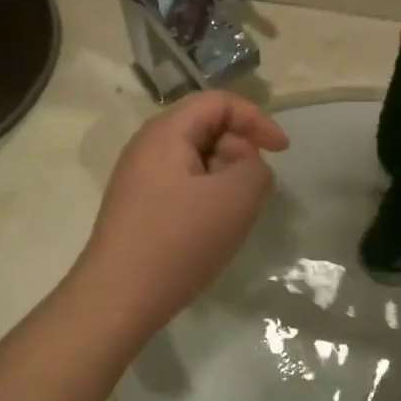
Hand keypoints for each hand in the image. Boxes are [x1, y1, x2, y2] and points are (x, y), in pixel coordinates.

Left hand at [75, 91, 289, 333]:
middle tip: (253, 191)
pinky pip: (182, 186)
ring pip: (196, 160)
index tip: (282, 152)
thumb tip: (246, 165)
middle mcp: (147, 146)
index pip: (219, 102)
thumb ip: (256, 167)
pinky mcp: (138, 208)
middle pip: (206, 128)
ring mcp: (139, 178)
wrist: (118, 298)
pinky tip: (210, 231)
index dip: (257, 119)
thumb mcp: (236, 197)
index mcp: (166, 131)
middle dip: (240, 151)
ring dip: (225, 178)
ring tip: (233, 215)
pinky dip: (207, 198)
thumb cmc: (179, 241)